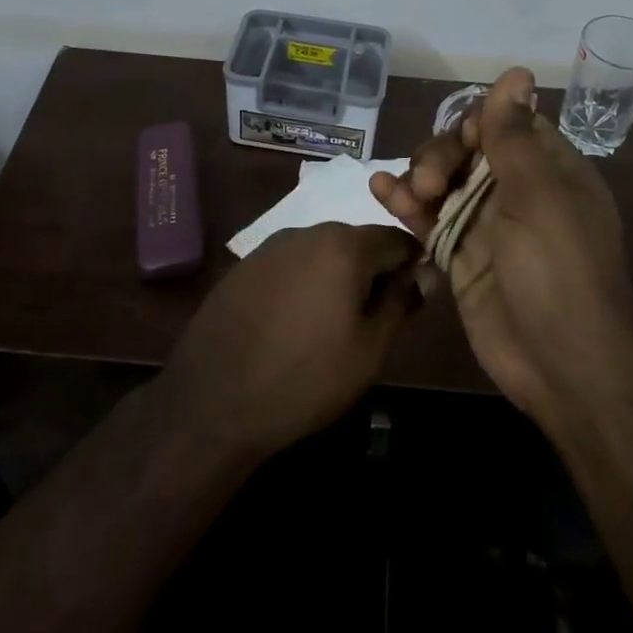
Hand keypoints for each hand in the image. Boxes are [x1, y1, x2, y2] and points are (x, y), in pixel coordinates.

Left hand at [159, 223, 420, 460]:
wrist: (213, 400)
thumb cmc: (305, 378)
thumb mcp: (369, 350)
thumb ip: (399, 303)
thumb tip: (420, 276)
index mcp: (343, 245)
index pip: (396, 239)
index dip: (413, 266)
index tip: (413, 299)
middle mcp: (306, 232)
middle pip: (357, 242)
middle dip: (373, 272)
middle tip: (374, 319)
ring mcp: (269, 247)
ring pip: (321, 252)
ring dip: (337, 277)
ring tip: (333, 324)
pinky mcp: (244, 266)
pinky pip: (290, 265)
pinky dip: (304, 283)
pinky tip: (295, 323)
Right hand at [371, 69, 632, 430]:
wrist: (563, 364)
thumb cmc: (558, 269)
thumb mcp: (537, 194)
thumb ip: (513, 135)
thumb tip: (516, 72)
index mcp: (548, 170)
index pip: (506, 125)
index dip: (478, 124)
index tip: (464, 139)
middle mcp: (517, 191)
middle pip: (466, 151)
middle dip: (441, 157)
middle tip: (429, 183)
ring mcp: (485, 225)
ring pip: (442, 183)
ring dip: (417, 178)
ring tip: (401, 193)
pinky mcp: (460, 256)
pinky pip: (429, 220)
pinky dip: (405, 206)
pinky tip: (381, 193)